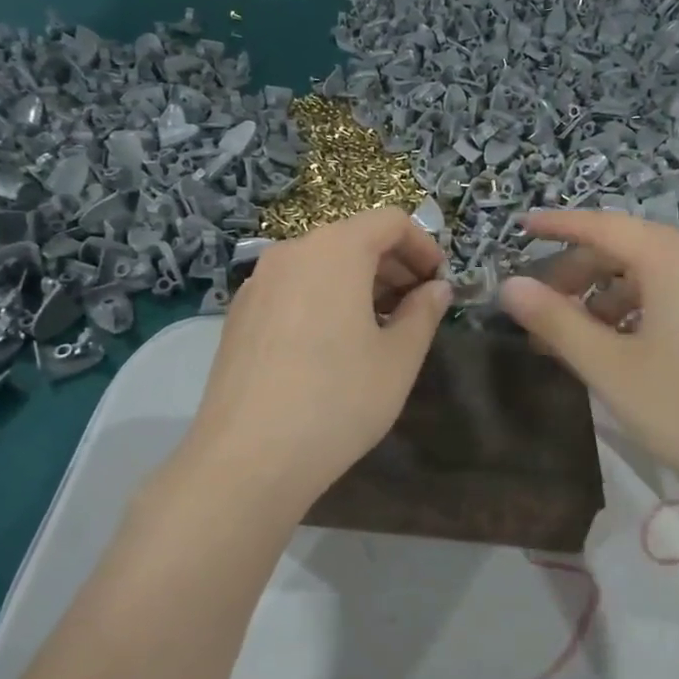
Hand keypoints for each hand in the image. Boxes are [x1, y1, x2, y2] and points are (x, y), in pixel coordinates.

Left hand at [183, 208, 451, 512]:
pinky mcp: (240, 314)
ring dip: (359, 284)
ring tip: (380, 329)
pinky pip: (293, 288)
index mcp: (334, 250)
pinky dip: (324, 299)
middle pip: (352, 239)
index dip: (423, 246)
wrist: (248, 457)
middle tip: (416, 309)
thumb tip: (437, 289)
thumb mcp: (398, 358)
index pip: (389, 221)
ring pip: (321, 264)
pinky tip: (333, 346)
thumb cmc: (338, 400)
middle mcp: (291, 252)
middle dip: (392, 266)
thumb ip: (424, 313)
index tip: (439, 284)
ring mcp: (258, 283)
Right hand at [499, 210, 678, 519]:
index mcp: (675, 261)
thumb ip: (556, 322)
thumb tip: (509, 285)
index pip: (605, 225)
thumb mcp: (611, 368)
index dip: (559, 225)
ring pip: (656, 277)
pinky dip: (641, 312)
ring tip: (577, 335)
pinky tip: (624, 349)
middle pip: (630, 249)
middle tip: (542, 304)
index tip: (521, 227)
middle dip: (580, 270)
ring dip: (609, 296)